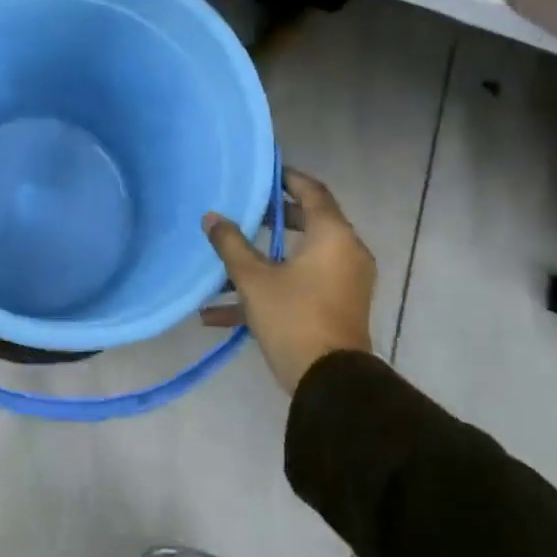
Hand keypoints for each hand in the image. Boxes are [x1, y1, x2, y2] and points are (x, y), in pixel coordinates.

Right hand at [203, 168, 374, 392]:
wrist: (329, 383)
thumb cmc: (294, 317)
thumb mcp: (253, 279)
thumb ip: (231, 244)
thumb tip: (212, 217)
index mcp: (333, 236)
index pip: (312, 191)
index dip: (287, 179)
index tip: (263, 173)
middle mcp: (345, 253)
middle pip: (308, 223)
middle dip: (272, 218)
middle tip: (244, 211)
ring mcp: (344, 283)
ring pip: (300, 258)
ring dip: (264, 259)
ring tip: (227, 260)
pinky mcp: (335, 308)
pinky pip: (301, 286)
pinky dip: (270, 289)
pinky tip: (219, 314)